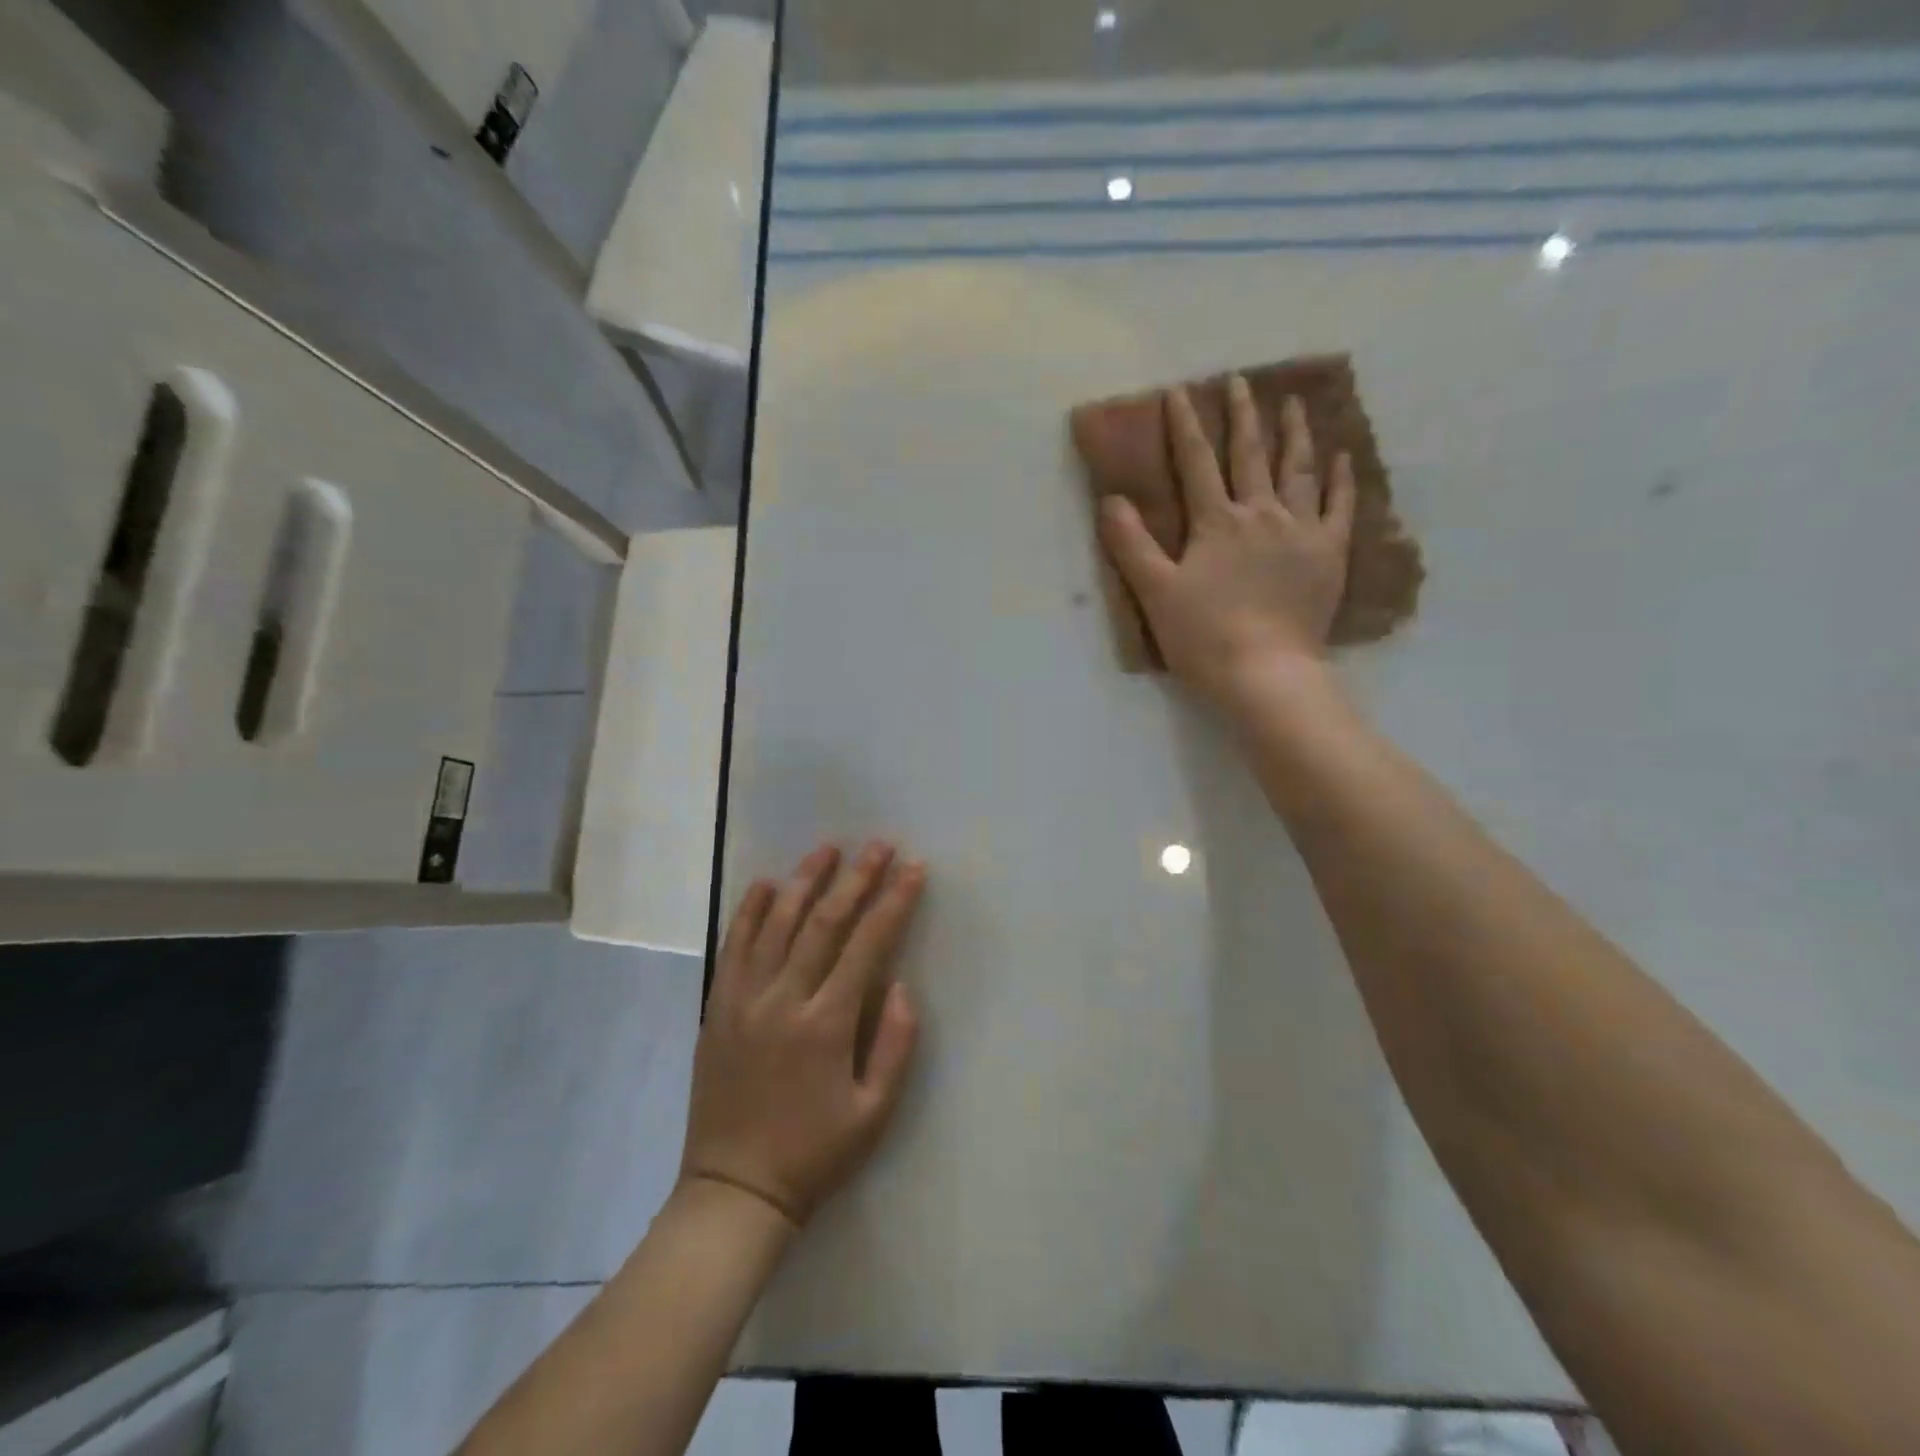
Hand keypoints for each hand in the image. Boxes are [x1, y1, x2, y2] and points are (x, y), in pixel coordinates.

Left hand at [680, 842, 925, 1228]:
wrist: (734, 1189)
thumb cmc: (813, 1152)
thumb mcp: (874, 1113)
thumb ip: (894, 1045)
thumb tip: (900, 985)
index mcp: (826, 1023)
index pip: (867, 945)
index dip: (893, 902)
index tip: (913, 869)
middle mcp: (784, 999)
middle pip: (824, 922)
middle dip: (856, 878)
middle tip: (878, 845)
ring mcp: (744, 999)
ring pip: (776, 923)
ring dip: (804, 881)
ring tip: (827, 849)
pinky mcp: (717, 1007)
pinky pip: (733, 947)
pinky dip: (749, 911)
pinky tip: (764, 884)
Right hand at [1099, 376, 1355, 708]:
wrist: (1265, 672)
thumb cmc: (1203, 636)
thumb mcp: (1155, 592)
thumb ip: (1131, 545)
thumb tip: (1111, 500)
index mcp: (1216, 522)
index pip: (1197, 463)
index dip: (1185, 426)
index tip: (1178, 392)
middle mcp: (1261, 514)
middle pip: (1250, 455)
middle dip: (1242, 415)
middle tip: (1240, 381)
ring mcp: (1301, 530)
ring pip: (1298, 470)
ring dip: (1293, 433)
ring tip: (1292, 402)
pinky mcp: (1330, 554)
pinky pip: (1340, 506)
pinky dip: (1341, 478)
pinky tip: (1342, 456)